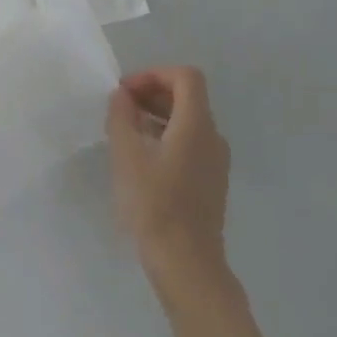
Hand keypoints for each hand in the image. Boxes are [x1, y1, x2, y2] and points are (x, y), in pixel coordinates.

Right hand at [106, 67, 231, 275]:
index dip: (154, 74)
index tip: (125, 91)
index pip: (186, 77)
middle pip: (188, 97)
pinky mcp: (210, 180)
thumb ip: (122, 117)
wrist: (186, 261)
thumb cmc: (153, 204)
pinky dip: (166, 136)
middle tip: (120, 108)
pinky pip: (190, 143)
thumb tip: (123, 96)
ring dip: (157, 115)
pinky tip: (142, 157)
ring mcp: (216, 161)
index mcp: (197, 125)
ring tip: (125, 131)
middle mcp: (213, 137)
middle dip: (152, 93)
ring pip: (189, 121)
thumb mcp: (126, 155)